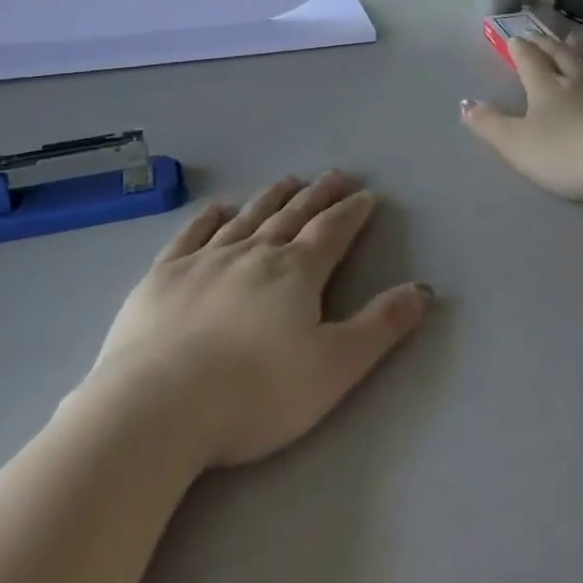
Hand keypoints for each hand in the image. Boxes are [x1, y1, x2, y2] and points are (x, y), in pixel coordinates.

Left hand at [92, 171, 431, 468]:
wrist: (159, 406)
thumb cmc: (256, 393)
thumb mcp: (335, 367)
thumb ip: (380, 326)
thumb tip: (423, 290)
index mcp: (296, 273)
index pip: (332, 232)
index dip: (352, 213)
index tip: (365, 195)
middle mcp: (253, 254)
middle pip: (292, 216)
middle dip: (317, 196)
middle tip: (334, 175)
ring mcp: (204, 260)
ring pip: (246, 218)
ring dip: (270, 198)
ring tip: (287, 180)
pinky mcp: (163, 276)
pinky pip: (191, 235)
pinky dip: (208, 218)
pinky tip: (217, 208)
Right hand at [462, 33, 582, 202]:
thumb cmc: (566, 155)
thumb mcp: (516, 144)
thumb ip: (489, 124)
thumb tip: (464, 103)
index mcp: (547, 89)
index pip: (529, 62)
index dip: (519, 50)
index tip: (514, 39)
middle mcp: (579, 81)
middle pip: (560, 57)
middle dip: (546, 45)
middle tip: (538, 34)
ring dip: (580, 50)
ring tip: (574, 38)